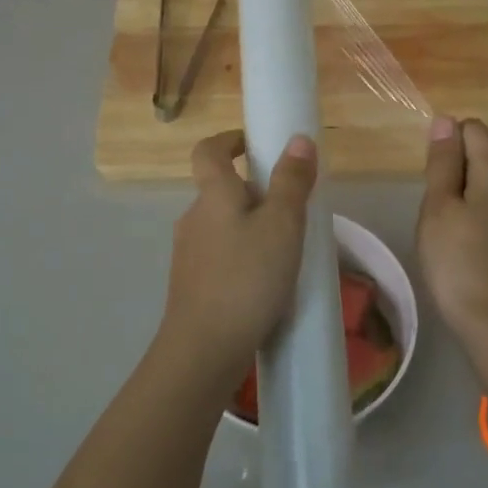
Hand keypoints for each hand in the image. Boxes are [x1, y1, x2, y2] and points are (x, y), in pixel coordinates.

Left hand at [153, 128, 317, 395]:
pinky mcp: (192, 285)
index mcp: (213, 195)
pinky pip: (220, 255)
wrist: (204, 348)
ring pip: (221, 225)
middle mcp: (194, 218)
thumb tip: (298, 139)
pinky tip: (265, 281)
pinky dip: (242, 256)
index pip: (208, 150)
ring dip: (249, 226)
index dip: (229, 140)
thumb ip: (292, 182)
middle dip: (252, 190)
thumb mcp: (282, 225)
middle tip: (290, 207)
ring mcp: (189, 254)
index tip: (255, 144)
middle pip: (219, 189)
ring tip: (285, 248)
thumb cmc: (247, 278)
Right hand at [418, 117, 487, 360]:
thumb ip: (443, 162)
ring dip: (466, 196)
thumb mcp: (439, 207)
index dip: (448, 141)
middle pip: (484, 157)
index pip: (474, 129)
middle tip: (433, 209)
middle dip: (456, 172)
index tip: (430, 174)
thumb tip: (446, 120)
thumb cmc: (458, 260)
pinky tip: (466, 245)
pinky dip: (479, 216)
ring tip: (447, 231)